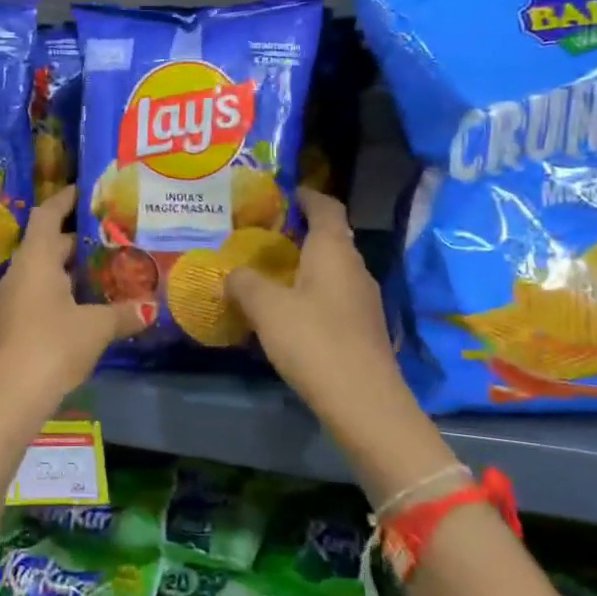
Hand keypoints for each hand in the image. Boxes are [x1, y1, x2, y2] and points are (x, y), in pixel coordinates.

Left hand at [0, 186, 146, 420]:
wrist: (11, 396)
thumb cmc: (53, 345)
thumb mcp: (96, 327)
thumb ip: (124, 313)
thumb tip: (151, 307)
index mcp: (36, 259)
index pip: (48, 214)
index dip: (66, 199)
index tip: (89, 191)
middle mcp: (22, 272)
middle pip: (49, 242)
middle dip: (79, 237)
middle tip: (114, 233)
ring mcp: (16, 299)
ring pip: (47, 270)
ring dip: (73, 266)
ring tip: (110, 265)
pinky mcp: (18, 323)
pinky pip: (44, 293)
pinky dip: (67, 290)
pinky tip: (92, 302)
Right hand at [226, 188, 404, 417]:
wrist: (364, 402)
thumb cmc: (313, 340)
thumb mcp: (266, 307)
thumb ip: (244, 282)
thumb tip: (232, 273)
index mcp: (334, 251)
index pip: (326, 207)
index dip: (306, 195)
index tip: (284, 193)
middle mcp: (355, 268)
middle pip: (329, 238)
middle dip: (298, 233)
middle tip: (263, 236)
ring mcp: (364, 300)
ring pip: (331, 271)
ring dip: (303, 267)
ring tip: (268, 274)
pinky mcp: (363, 329)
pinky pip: (333, 298)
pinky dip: (310, 295)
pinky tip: (287, 314)